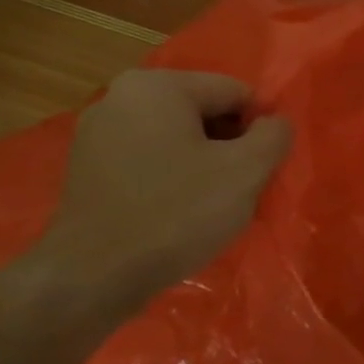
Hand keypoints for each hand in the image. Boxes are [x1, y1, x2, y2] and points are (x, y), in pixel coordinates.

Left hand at [33, 70, 290, 302]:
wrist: (95, 276)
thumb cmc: (177, 213)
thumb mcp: (246, 171)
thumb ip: (274, 136)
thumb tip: (276, 123)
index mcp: (158, 86)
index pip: (235, 92)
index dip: (259, 129)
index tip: (261, 169)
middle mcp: (120, 96)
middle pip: (204, 112)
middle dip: (230, 146)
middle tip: (240, 189)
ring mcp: (97, 133)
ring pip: (177, 138)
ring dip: (203, 164)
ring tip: (210, 205)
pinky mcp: (87, 168)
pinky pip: (149, 160)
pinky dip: (172, 178)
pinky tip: (177, 213)